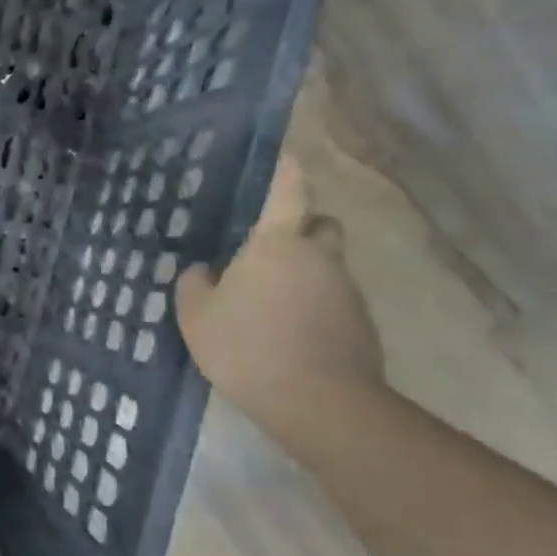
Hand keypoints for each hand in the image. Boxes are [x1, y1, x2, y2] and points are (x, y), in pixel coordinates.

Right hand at [176, 157, 382, 431]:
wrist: (315, 400)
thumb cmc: (245, 345)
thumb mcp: (196, 316)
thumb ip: (194, 285)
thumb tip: (203, 270)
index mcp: (277, 244)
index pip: (288, 192)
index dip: (288, 171)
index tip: (288, 156)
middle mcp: (319, 256)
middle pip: (320, 225)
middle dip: (301, 227)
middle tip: (269, 249)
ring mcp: (346, 289)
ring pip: (326, 265)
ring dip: (303, 273)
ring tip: (268, 304)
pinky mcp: (361, 321)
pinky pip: (332, 299)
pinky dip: (313, 305)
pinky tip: (286, 333)